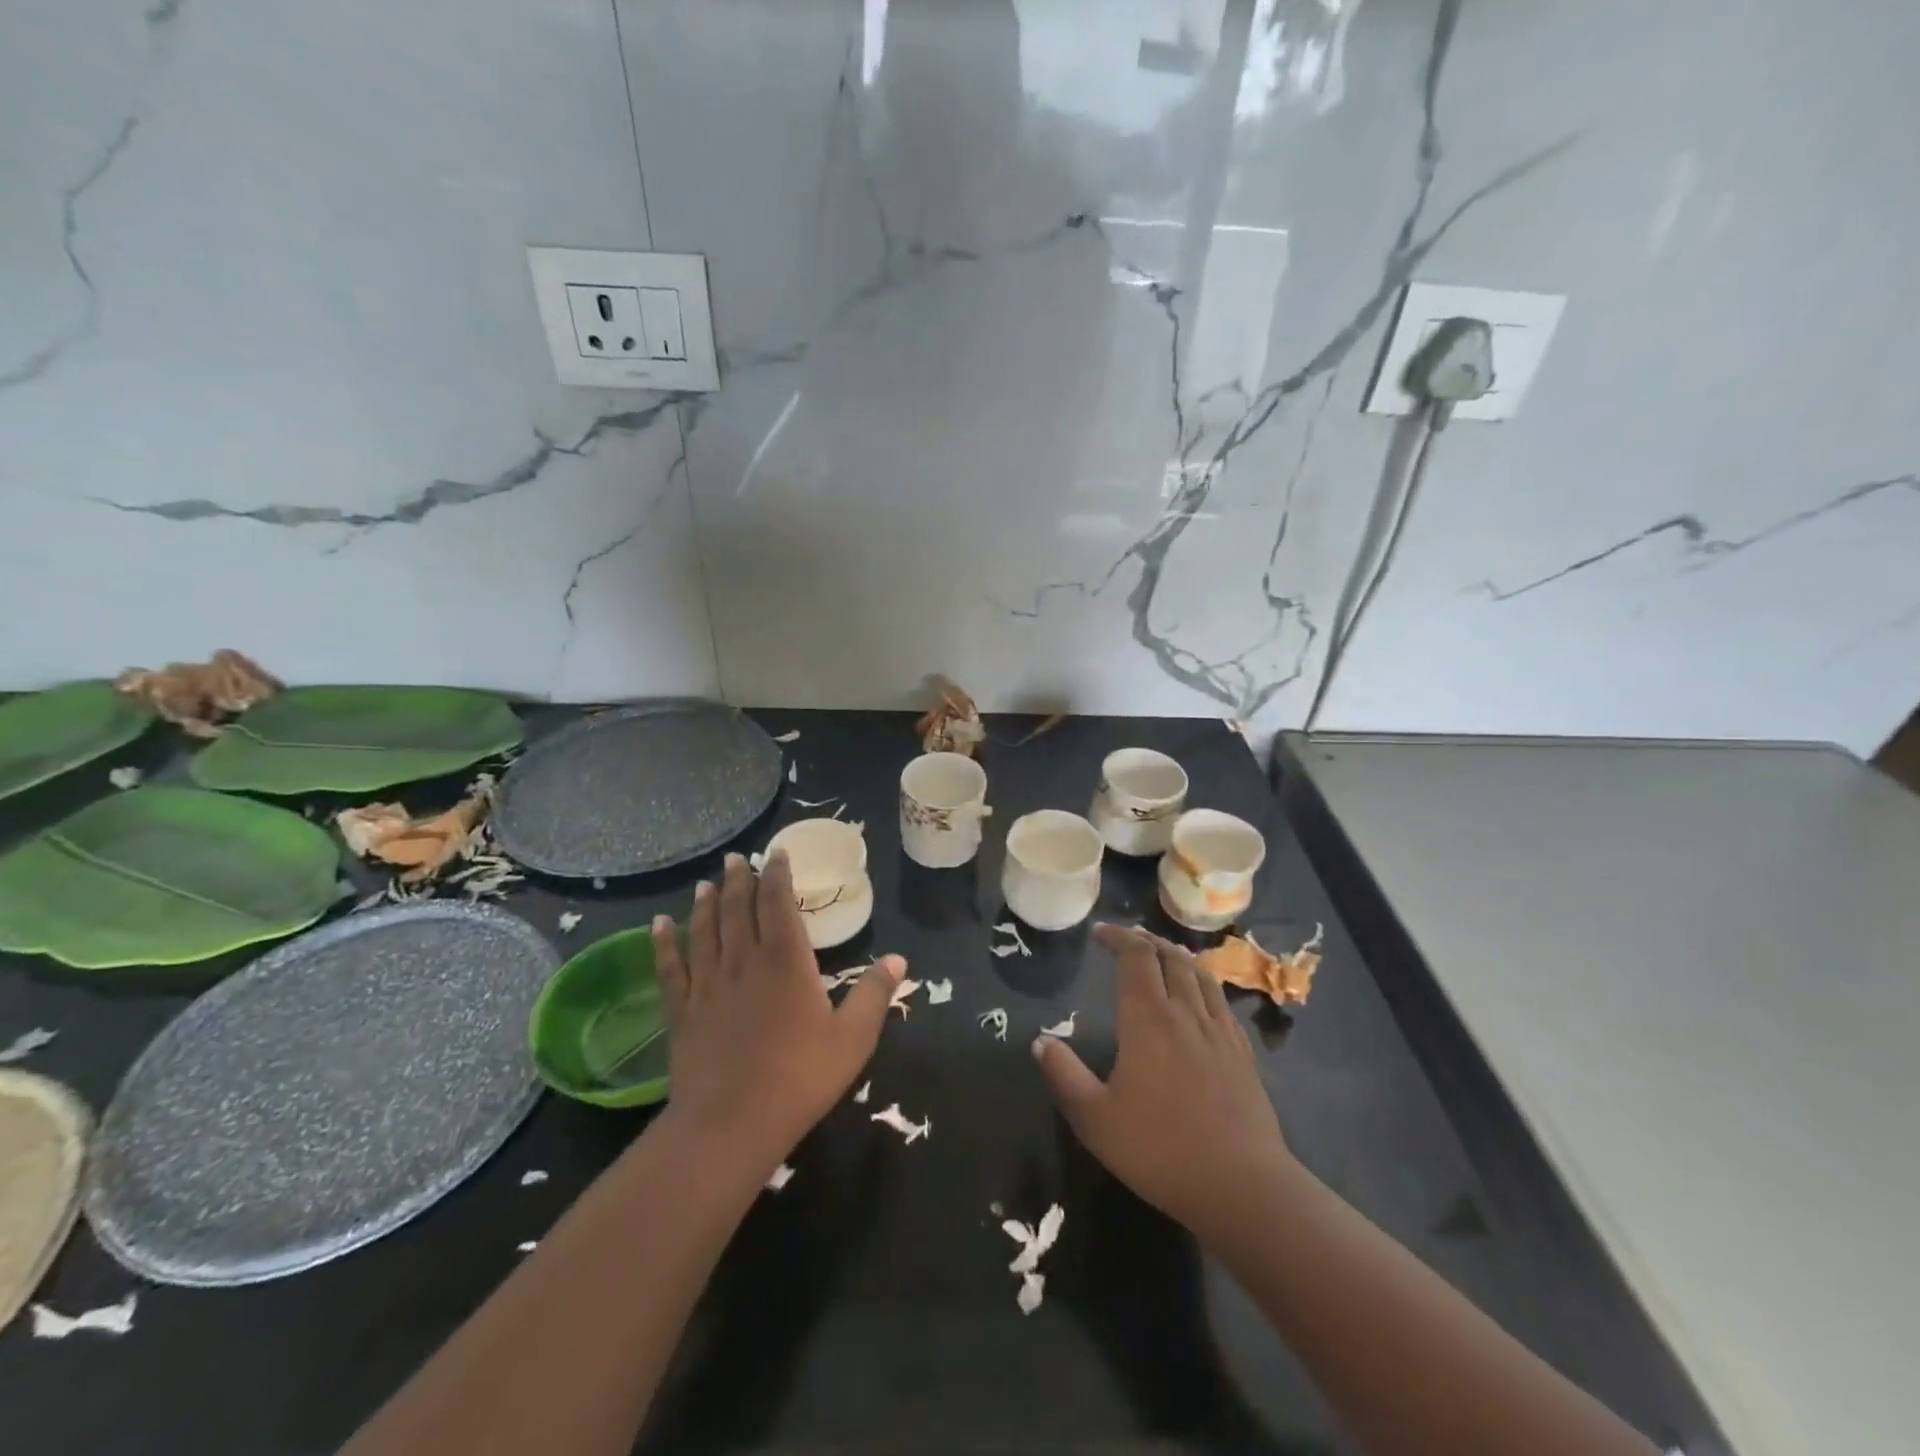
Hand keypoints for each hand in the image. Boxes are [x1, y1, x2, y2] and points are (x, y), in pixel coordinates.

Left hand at [651, 851, 903, 1166]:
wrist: (731, 1125)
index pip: (778, 904)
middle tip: (735, 858)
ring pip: (704, 931)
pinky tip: (657, 924)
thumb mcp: (853, 1039)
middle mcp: (744, 962)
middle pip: (739, 910)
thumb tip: (898, 959)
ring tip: (705, 883)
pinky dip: (663, 943)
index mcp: (786, 962)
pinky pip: (671, 968)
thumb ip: (874, 995)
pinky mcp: (682, 1012)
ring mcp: (708, 986)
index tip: (775, 854)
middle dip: (739, 880)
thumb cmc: (800, 1079)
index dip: (776, 875)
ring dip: (706, 904)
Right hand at [1034, 923, 1293, 1238]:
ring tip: (1161, 954)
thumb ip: (1064, 1075)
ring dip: (1176, 955)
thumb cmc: (1160, 1150)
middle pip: (1169, 956)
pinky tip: (1198, 997)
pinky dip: (1202, 982)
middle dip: (1145, 940)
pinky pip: (1220, 999)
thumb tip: (1041, 1040)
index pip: (1136, 956)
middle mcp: (1185, 1012)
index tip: (1100, 933)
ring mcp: (1219, 1030)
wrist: (1241, 1185)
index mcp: (1147, 1019)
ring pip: (1199, 973)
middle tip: (1126, 940)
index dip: (1118, 937)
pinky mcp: (1242, 1052)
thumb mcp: (1095, 1119)